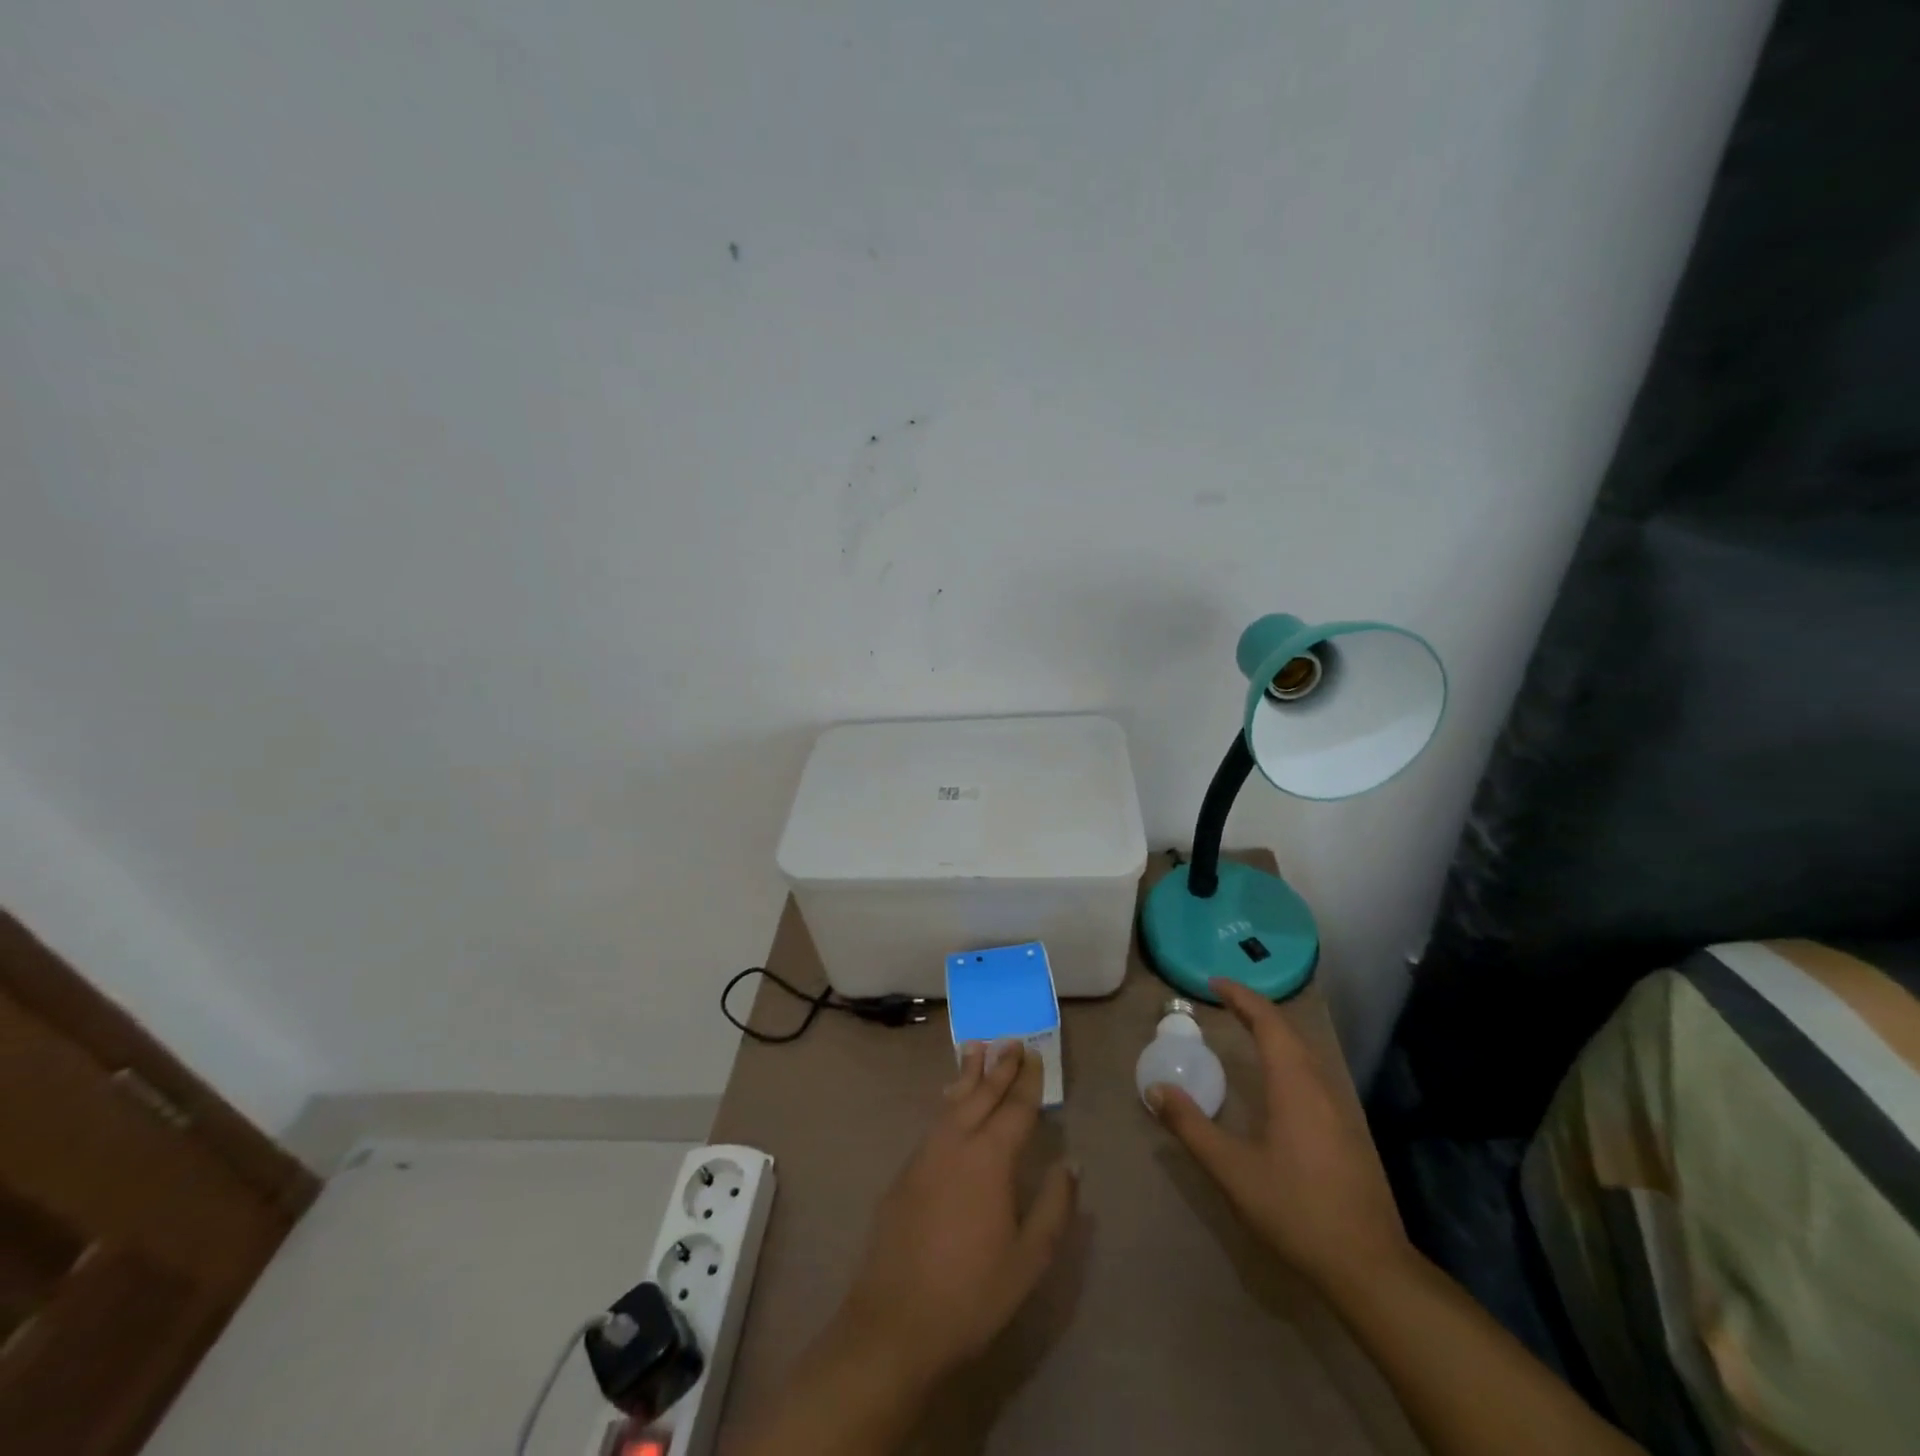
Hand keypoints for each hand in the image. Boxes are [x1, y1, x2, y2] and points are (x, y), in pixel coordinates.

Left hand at [833, 1041, 1077, 1388]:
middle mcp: (956, 1143)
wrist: (894, 1322)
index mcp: (990, 1159)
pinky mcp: (905, 1171)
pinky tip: (951, 1100)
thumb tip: (1072, 1163)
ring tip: (976, 1048)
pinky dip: (949, 1101)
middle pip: (982, 1094)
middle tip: (1010, 1040)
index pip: (1015, 1109)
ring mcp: (925, 1154)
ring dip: (968, 1074)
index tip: (1034, 1054)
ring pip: (952, 1101)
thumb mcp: (1029, 1259)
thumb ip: (1055, 1206)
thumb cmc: (971, 1293)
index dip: (1027, 1081)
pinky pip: (934, 1121)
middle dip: (998, 1066)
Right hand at [1147, 978, 1410, 1294]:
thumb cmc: (1296, 1210)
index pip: (1268, 1023)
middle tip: (1225, 1000)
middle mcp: (1320, 1087)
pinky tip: (1278, 1078)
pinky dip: (1289, 1056)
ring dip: (1275, 1033)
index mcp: (1294, 1085)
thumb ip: (1191, 1127)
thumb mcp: (1232, 1170)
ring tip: (1247, 1029)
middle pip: (1289, 1032)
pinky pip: (1313, 1073)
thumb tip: (1157, 1089)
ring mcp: (1340, 1110)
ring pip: (1305, 1053)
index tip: (1215, 983)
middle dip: (1257, 1010)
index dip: (1242, 997)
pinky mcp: (1348, 1133)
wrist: (1370, 1267)